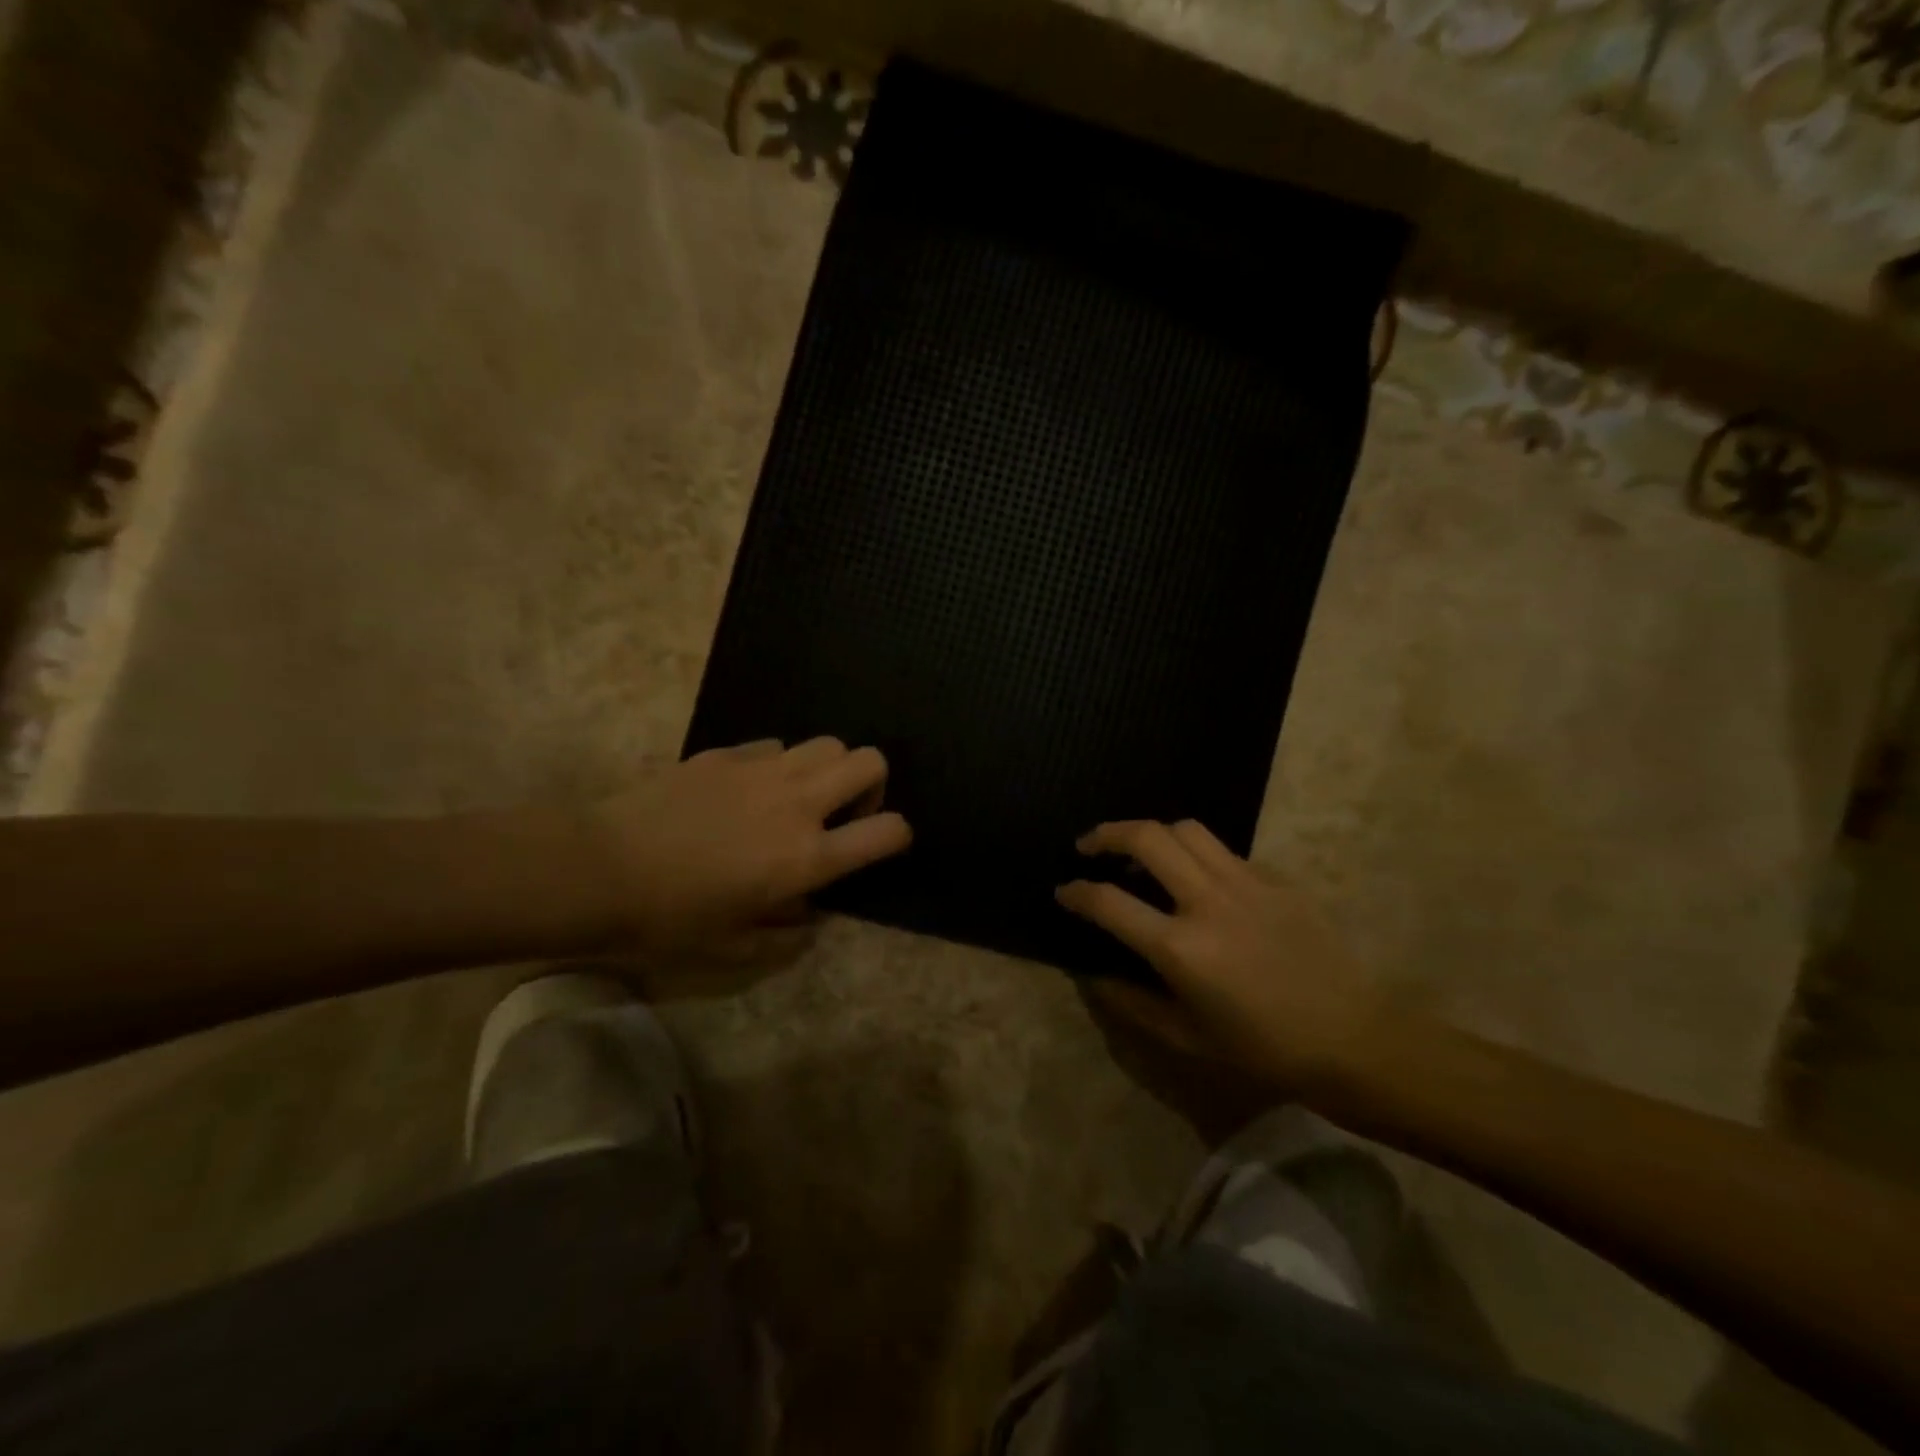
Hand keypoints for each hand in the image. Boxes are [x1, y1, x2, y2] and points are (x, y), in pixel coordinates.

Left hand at [583, 738, 910, 961]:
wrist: (600, 868)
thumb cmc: (670, 919)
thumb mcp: (735, 948)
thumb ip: (787, 934)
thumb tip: (808, 913)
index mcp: (807, 857)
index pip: (889, 831)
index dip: (898, 835)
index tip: (880, 844)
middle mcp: (798, 803)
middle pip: (870, 760)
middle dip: (872, 784)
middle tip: (842, 813)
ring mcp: (763, 770)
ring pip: (828, 743)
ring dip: (828, 769)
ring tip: (799, 797)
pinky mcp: (728, 753)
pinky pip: (776, 746)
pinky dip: (779, 765)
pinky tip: (749, 790)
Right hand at [1056, 819, 1380, 1086]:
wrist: (1352, 1039)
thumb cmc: (1263, 1049)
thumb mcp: (1187, 1037)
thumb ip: (1131, 1002)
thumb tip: (1093, 975)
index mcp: (1180, 948)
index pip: (1109, 901)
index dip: (1077, 892)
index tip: (1064, 891)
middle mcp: (1208, 901)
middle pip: (1146, 837)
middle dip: (1106, 834)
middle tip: (1089, 846)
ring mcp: (1246, 883)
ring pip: (1186, 829)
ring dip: (1152, 832)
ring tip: (1140, 850)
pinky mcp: (1275, 879)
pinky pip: (1224, 851)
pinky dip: (1196, 853)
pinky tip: (1196, 878)